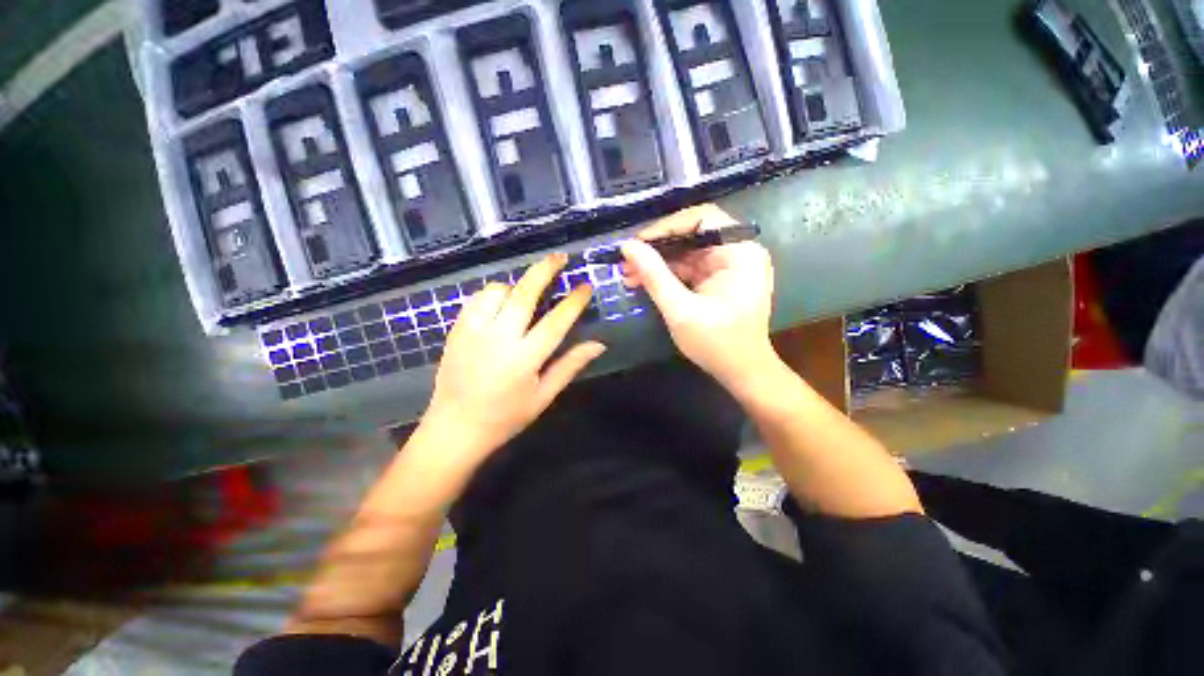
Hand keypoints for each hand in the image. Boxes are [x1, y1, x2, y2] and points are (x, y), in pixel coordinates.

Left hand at [420, 254, 605, 466]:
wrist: (454, 429)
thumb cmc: (505, 417)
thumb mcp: (544, 396)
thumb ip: (570, 365)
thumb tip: (599, 344)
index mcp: (525, 359)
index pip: (556, 321)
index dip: (574, 301)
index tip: (585, 285)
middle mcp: (499, 339)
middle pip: (524, 294)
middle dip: (545, 270)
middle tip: (560, 257)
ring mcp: (473, 332)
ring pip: (497, 291)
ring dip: (516, 287)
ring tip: (526, 295)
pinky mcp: (457, 330)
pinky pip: (477, 299)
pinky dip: (493, 295)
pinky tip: (501, 305)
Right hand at [621, 204, 776, 390]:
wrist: (742, 373)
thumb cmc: (717, 344)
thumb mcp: (680, 310)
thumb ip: (654, 276)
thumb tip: (627, 247)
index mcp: (740, 252)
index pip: (701, 219)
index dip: (666, 227)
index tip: (637, 243)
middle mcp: (739, 252)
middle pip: (692, 235)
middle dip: (657, 248)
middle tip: (627, 261)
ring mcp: (730, 266)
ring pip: (687, 253)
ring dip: (658, 263)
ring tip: (628, 274)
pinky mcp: (720, 280)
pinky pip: (690, 268)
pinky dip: (667, 274)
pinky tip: (643, 281)